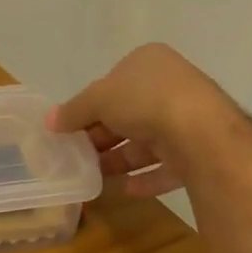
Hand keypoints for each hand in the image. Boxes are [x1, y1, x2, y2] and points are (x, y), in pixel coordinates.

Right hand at [46, 43, 227, 197]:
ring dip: (121, 158)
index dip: (90, 106)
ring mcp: (190, 118)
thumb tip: (49, 121)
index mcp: (148, 62)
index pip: (113, 83)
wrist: (201, 132)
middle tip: (79, 154)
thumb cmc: (144, 100)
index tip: (72, 127)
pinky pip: (169, 164)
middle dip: (103, 136)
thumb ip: (73, 111)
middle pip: (128, 113)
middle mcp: (172, 86)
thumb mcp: (97, 99)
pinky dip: (148, 177)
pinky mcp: (202, 150)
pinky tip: (127, 189)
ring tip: (95, 175)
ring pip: (148, 140)